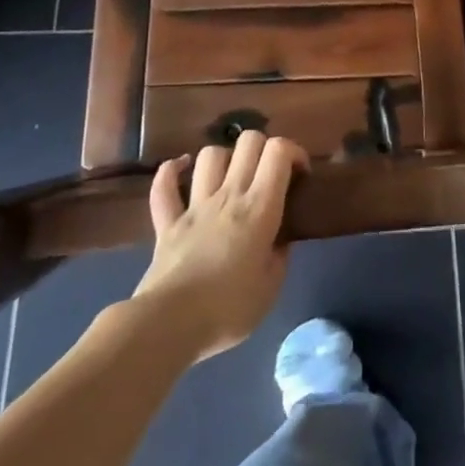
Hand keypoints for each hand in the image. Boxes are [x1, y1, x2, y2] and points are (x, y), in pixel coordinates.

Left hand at [131, 131, 307, 359]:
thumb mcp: (271, 287)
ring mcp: (195, 205)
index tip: (300, 174)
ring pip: (209, 155)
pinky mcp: (167, 222)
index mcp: (259, 207)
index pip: (278, 151)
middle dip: (264, 147)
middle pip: (248, 141)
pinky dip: (171, 171)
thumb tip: (279, 239)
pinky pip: (164, 185)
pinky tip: (181, 167)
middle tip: (269, 174)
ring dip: (224, 157)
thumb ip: (280, 254)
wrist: (171, 324)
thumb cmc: (229, 308)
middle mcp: (229, 194)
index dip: (294, 151)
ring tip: (231, 175)